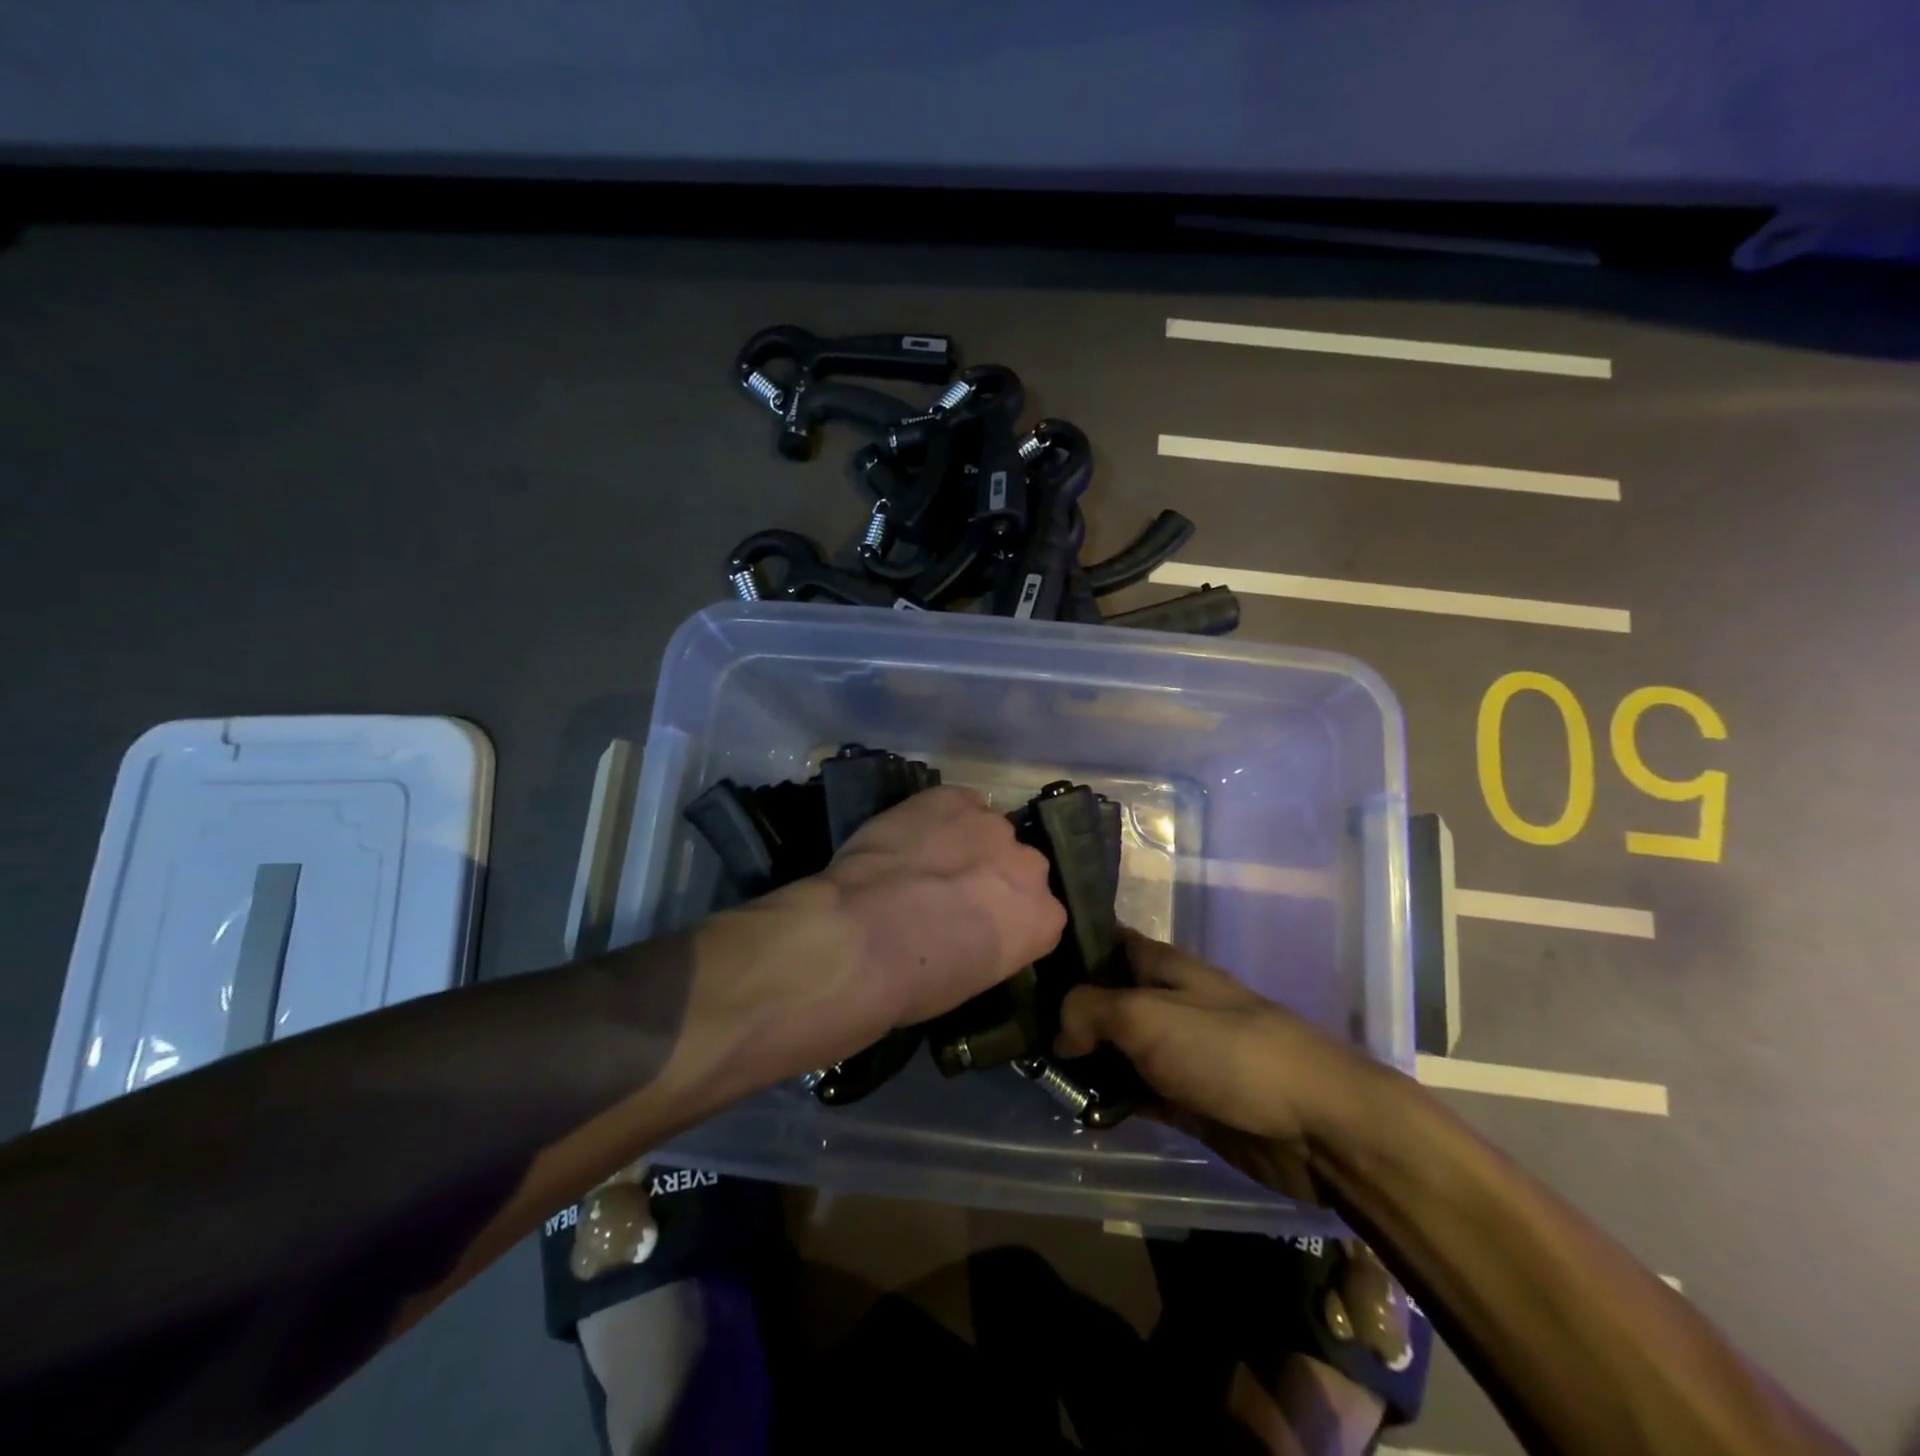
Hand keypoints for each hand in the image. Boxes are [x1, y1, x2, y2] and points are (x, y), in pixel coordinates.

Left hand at [708, 787, 1064, 1085]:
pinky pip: (955, 803)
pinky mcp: (952, 797)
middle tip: (950, 895)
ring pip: (986, 829)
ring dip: (964, 843)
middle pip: (1018, 865)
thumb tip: (971, 926)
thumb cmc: (917, 981)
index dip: (1005, 917)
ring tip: (924, 862)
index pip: (1038, 912)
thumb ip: (992, 941)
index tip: (978, 927)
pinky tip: (911, 836)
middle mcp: (1030, 866)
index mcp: (1044, 919)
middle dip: (992, 876)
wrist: (863, 938)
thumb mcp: (972, 978)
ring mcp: (992, 825)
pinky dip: (937, 816)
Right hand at [1055, 932, 1388, 1200]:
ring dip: (1083, 1061)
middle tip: (1016, 1032)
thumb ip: (1090, 1011)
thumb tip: (1059, 1033)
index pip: (1104, 941)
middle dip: (1065, 1013)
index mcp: (1160, 965)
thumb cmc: (1225, 1050)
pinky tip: (1078, 1111)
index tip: (1023, 964)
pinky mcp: (1185, 1098)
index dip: (1066, 947)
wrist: (1315, 1123)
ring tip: (1037, 1075)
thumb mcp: (1145, 1016)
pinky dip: (1109, 1100)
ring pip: (1115, 1048)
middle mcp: (1164, 1001)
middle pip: (1103, 998)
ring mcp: (1175, 1050)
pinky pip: (1134, 1092)